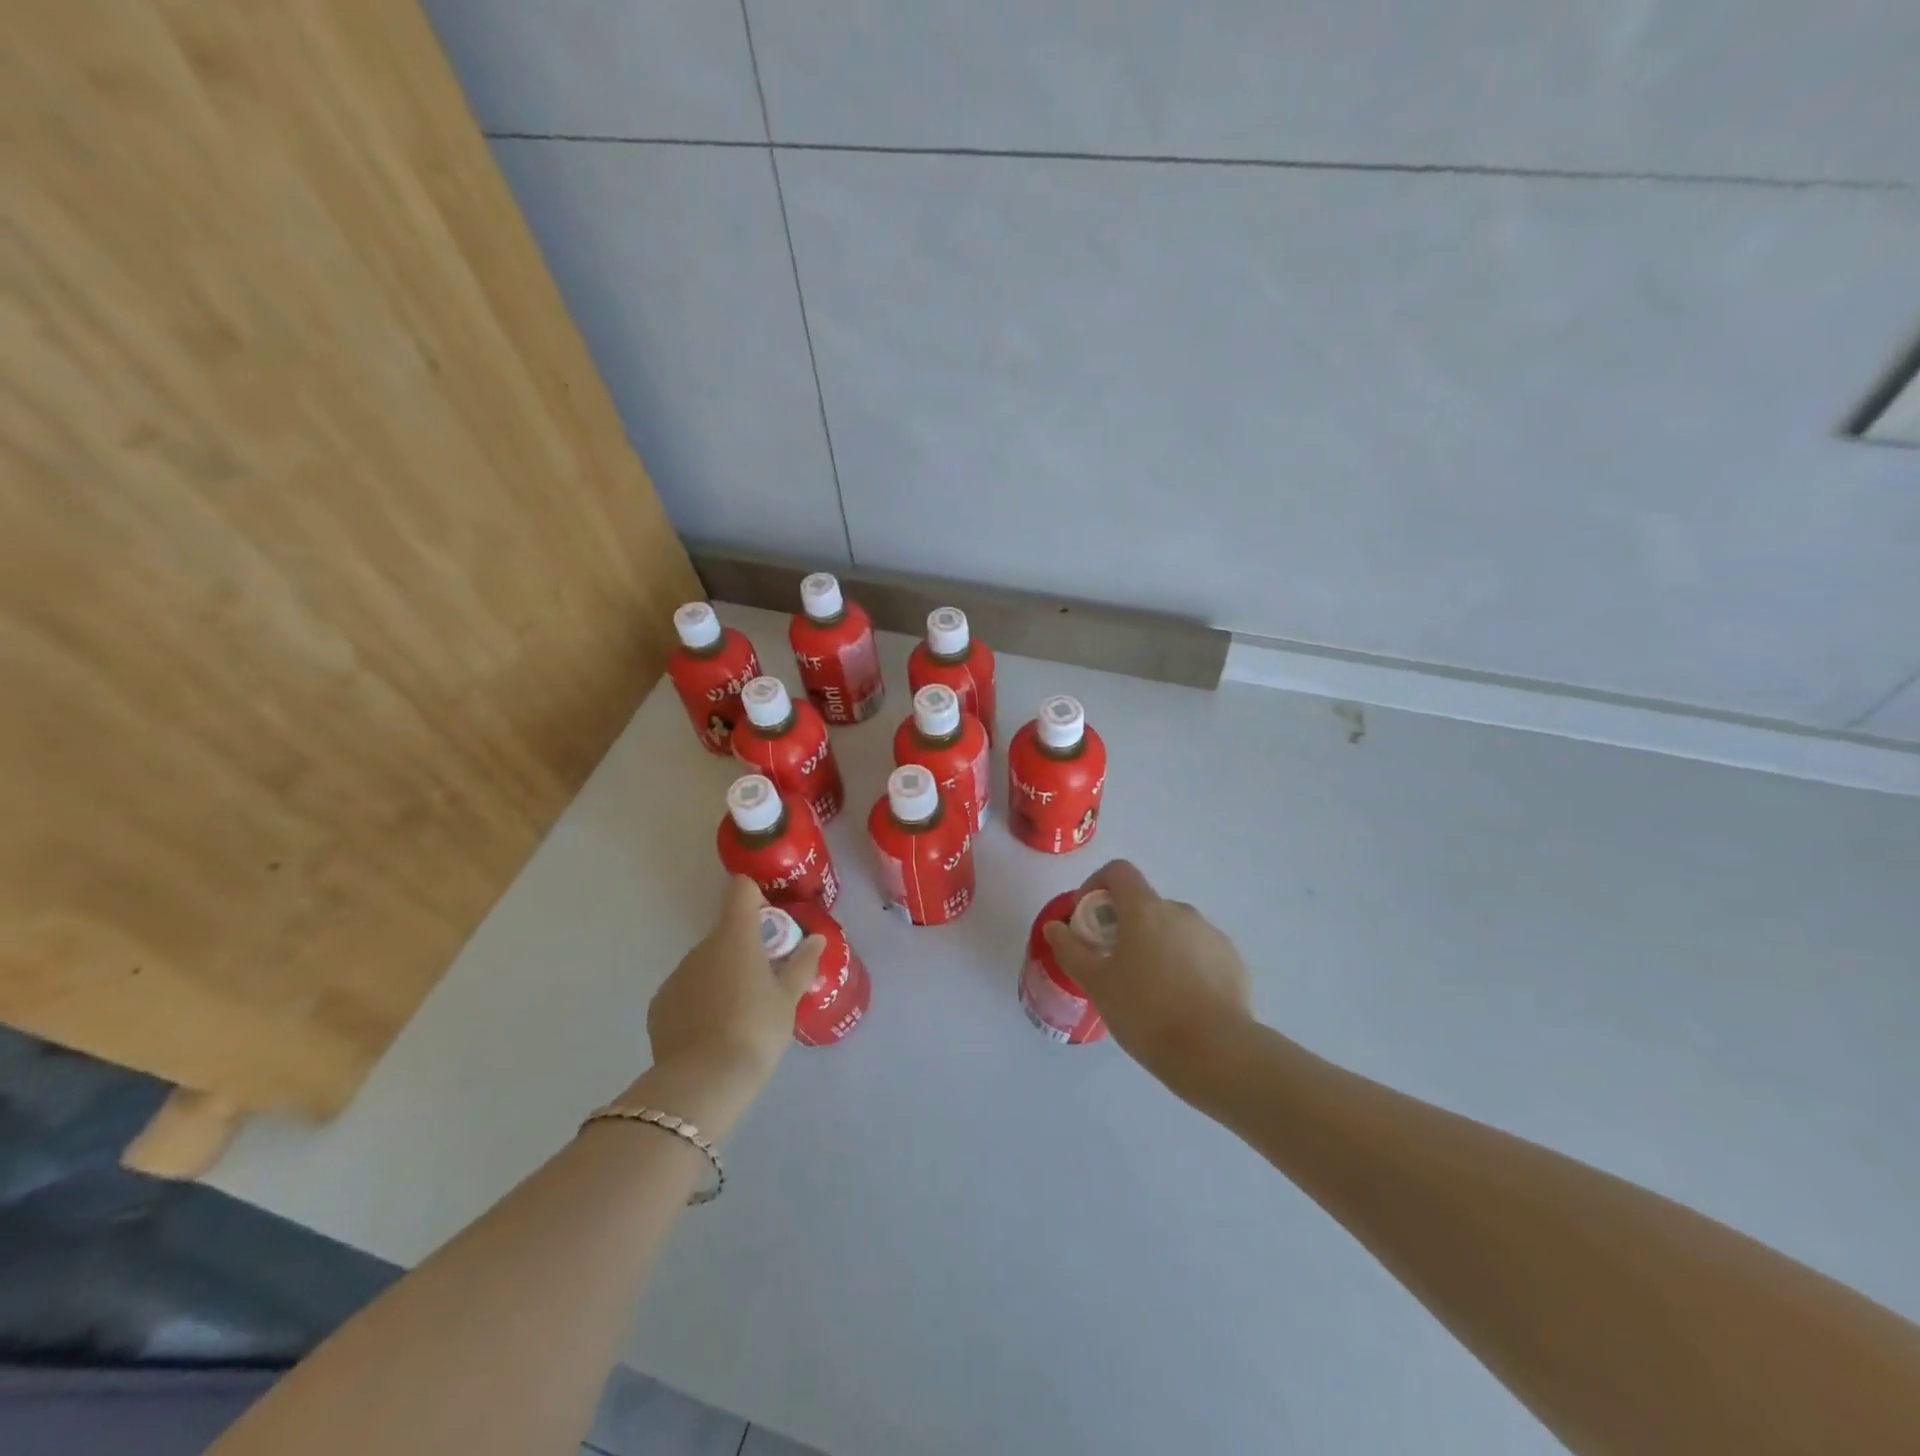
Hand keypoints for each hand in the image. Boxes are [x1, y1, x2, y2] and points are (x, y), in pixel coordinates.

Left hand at [626, 876, 823, 1136]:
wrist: (703, 1082)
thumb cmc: (756, 1030)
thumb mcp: (788, 998)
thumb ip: (802, 963)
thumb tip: (815, 939)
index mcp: (735, 936)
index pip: (741, 891)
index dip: (757, 899)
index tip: (772, 926)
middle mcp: (701, 947)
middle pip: (726, 932)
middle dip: (746, 947)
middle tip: (767, 980)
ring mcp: (677, 975)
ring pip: (706, 963)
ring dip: (723, 974)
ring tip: (741, 1013)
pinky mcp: (660, 1005)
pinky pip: (687, 990)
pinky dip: (701, 1000)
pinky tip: (714, 1031)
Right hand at [1043, 860, 1253, 1088]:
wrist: (1216, 1052)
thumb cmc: (1146, 1012)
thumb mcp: (1096, 984)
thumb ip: (1070, 949)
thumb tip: (1054, 926)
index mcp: (1145, 909)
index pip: (1118, 871)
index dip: (1096, 885)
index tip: (1088, 920)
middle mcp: (1180, 911)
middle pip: (1144, 904)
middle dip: (1125, 925)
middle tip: (1114, 965)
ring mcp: (1211, 934)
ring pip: (1172, 929)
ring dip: (1155, 945)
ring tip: (1149, 990)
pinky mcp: (1232, 960)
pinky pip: (1198, 951)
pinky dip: (1183, 964)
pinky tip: (1180, 1002)